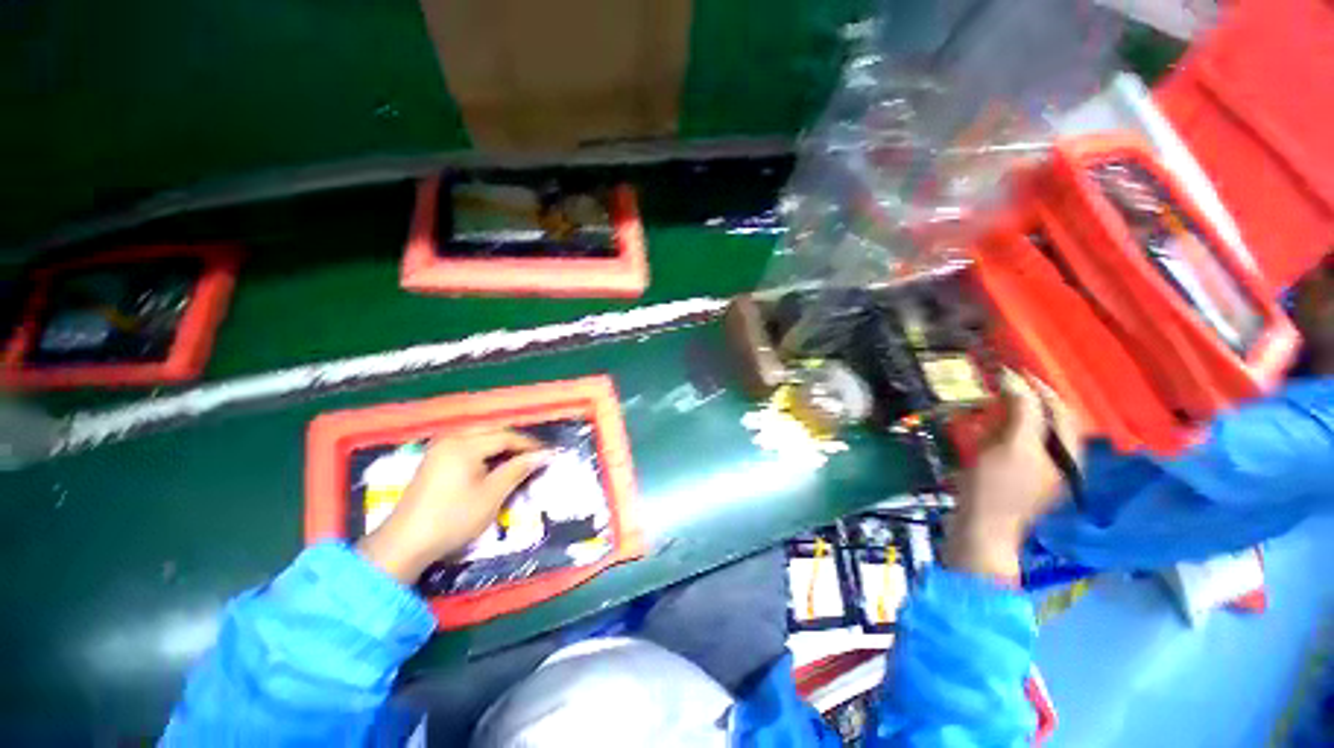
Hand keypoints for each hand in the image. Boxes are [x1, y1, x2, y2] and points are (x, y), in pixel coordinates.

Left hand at [357, 430, 548, 584]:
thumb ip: (518, 469)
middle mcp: (451, 439)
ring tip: (517, 460)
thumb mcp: (492, 495)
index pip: (505, 436)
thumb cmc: (453, 518)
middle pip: (492, 431)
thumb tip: (542, 455)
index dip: (529, 445)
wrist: (404, 544)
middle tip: (534, 456)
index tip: (547, 454)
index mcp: (464, 445)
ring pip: (479, 436)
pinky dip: (484, 450)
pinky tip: (492, 464)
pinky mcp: (433, 459)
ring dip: (500, 445)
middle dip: (515, 442)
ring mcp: (439, 448)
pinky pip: (466, 445)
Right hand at [945, 370, 1081, 580]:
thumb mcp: (1012, 446)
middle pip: (1046, 421)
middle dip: (1022, 402)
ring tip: (986, 407)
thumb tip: (1017, 380)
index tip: (1011, 371)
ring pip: (1027, 433)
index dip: (1038, 389)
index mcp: (1069, 454)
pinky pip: (1012, 446)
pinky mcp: (1017, 478)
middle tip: (995, 388)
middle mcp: (1060, 461)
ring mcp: (1038, 471)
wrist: (979, 528)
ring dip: (1008, 417)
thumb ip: (1023, 412)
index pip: (1061, 411)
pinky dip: (998, 433)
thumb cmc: (998, 488)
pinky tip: (982, 431)